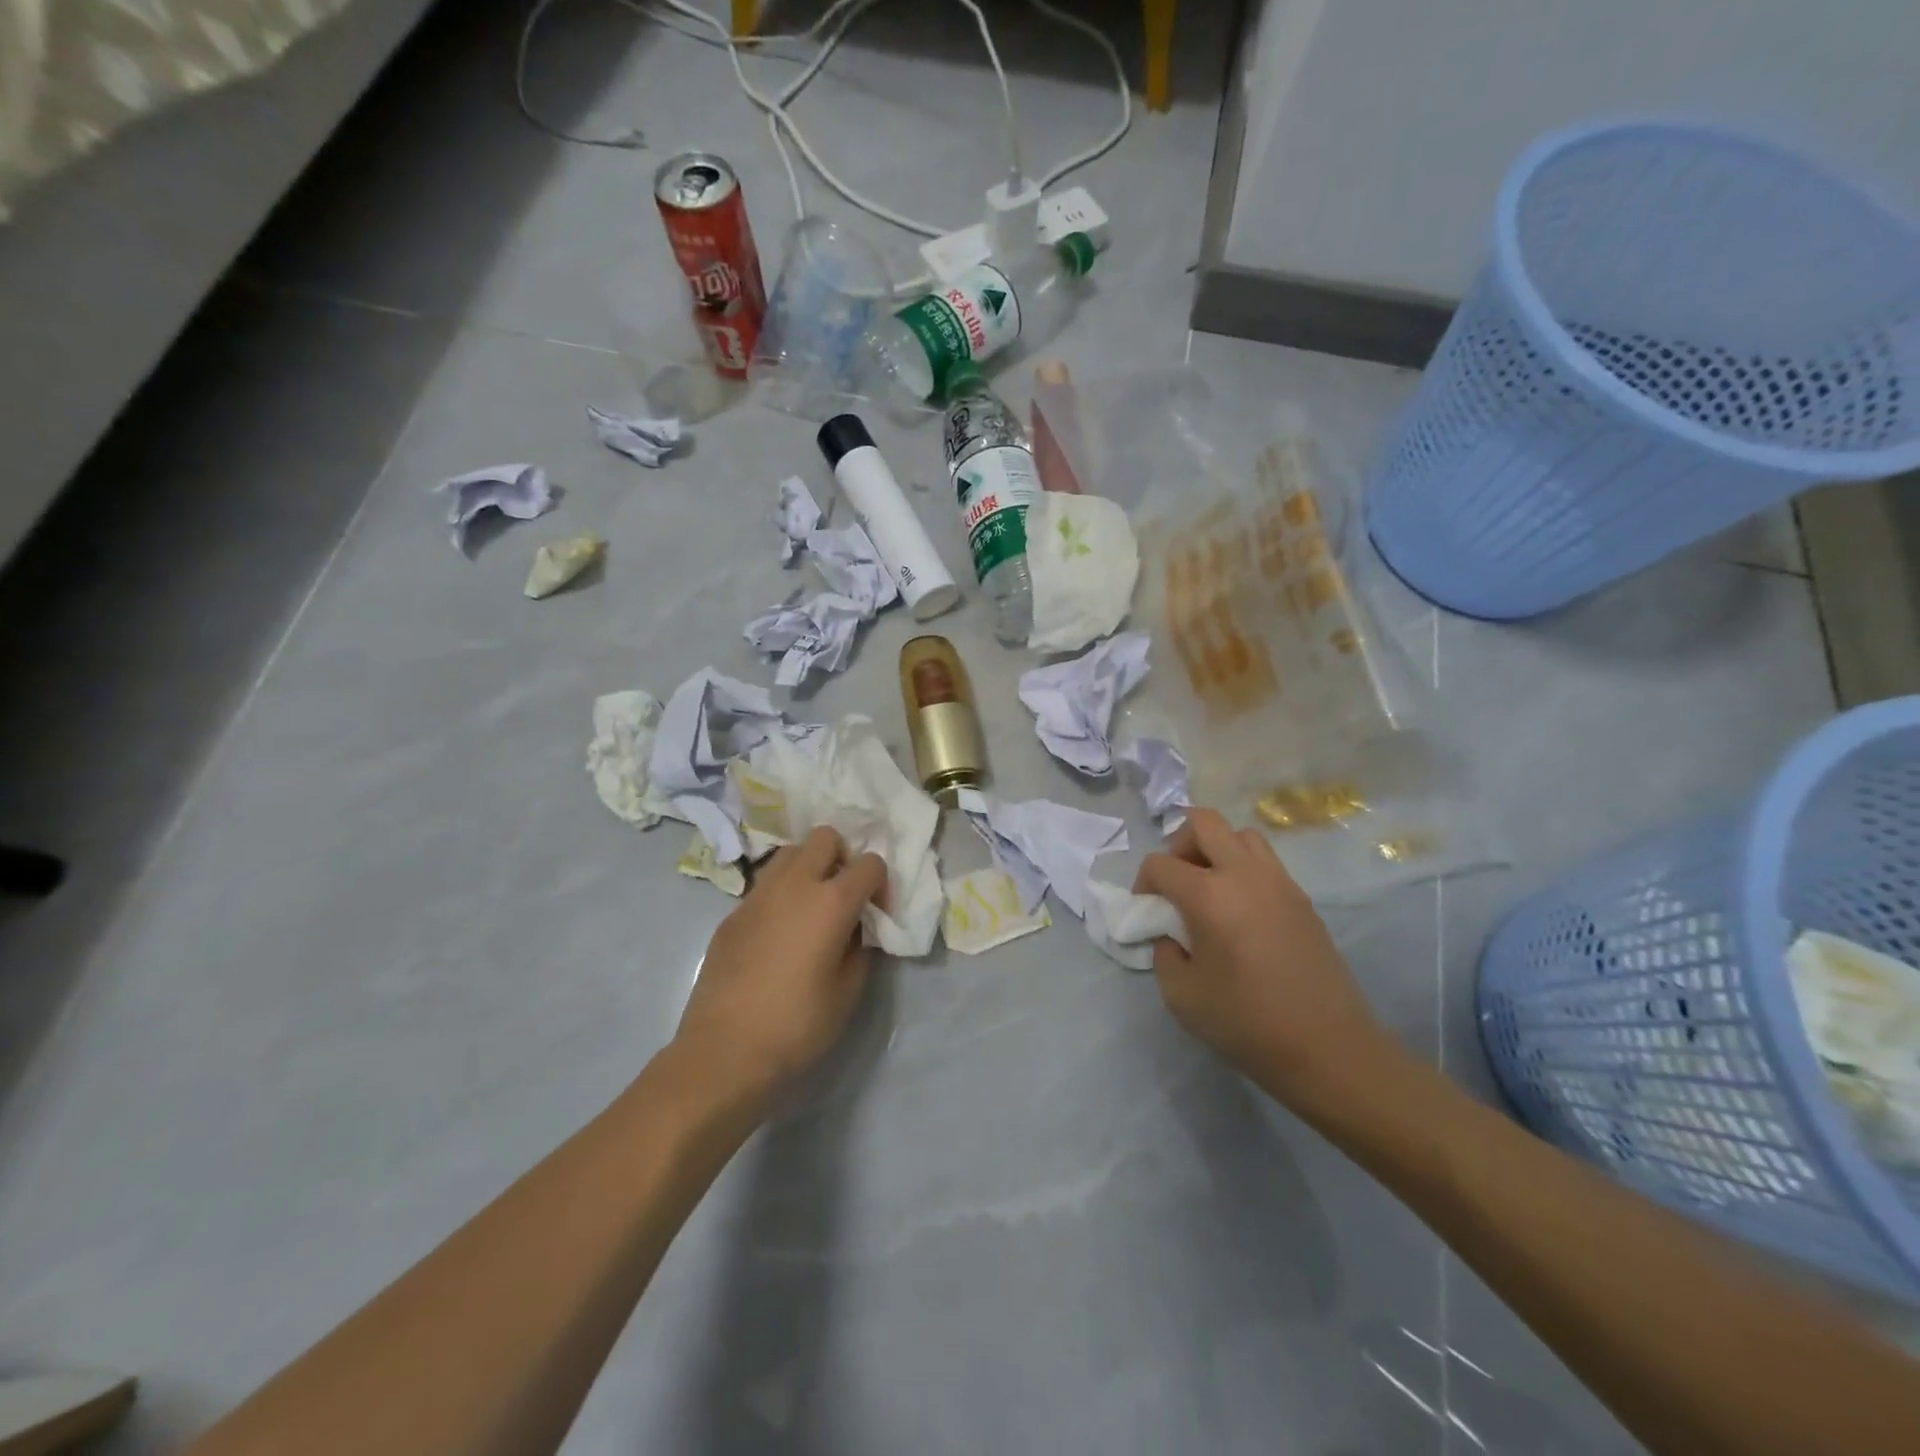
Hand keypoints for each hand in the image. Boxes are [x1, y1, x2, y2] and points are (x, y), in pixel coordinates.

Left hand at [674, 827, 887, 1104]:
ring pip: (790, 852)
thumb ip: (859, 947)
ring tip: (811, 907)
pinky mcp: (733, 913)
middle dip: (842, 857)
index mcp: (831, 901)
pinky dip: (781, 893)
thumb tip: (855, 929)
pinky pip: (765, 884)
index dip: (880, 884)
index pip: (870, 864)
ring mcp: (758, 894)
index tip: (876, 912)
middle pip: (825, 837)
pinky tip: (779, 932)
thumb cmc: (797, 1025)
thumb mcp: (848, 991)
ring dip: (809, 867)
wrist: (724, 1051)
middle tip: (842, 896)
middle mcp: (795, 884)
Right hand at [1134, 809, 1388, 1108]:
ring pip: (1241, 835)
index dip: (1143, 883)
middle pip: (1204, 823)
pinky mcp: (1302, 899)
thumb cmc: (1246, 1022)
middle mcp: (1244, 874)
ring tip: (1211, 890)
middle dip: (1179, 844)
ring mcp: (1279, 882)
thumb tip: (1172, 934)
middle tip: (1178, 883)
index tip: (1147, 911)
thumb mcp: (1180, 995)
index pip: (1160, 864)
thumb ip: (1164, 953)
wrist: (1327, 1048)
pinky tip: (1242, 912)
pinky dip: (1244, 870)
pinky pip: (1266, 862)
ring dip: (1217, 850)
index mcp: (1208, 895)